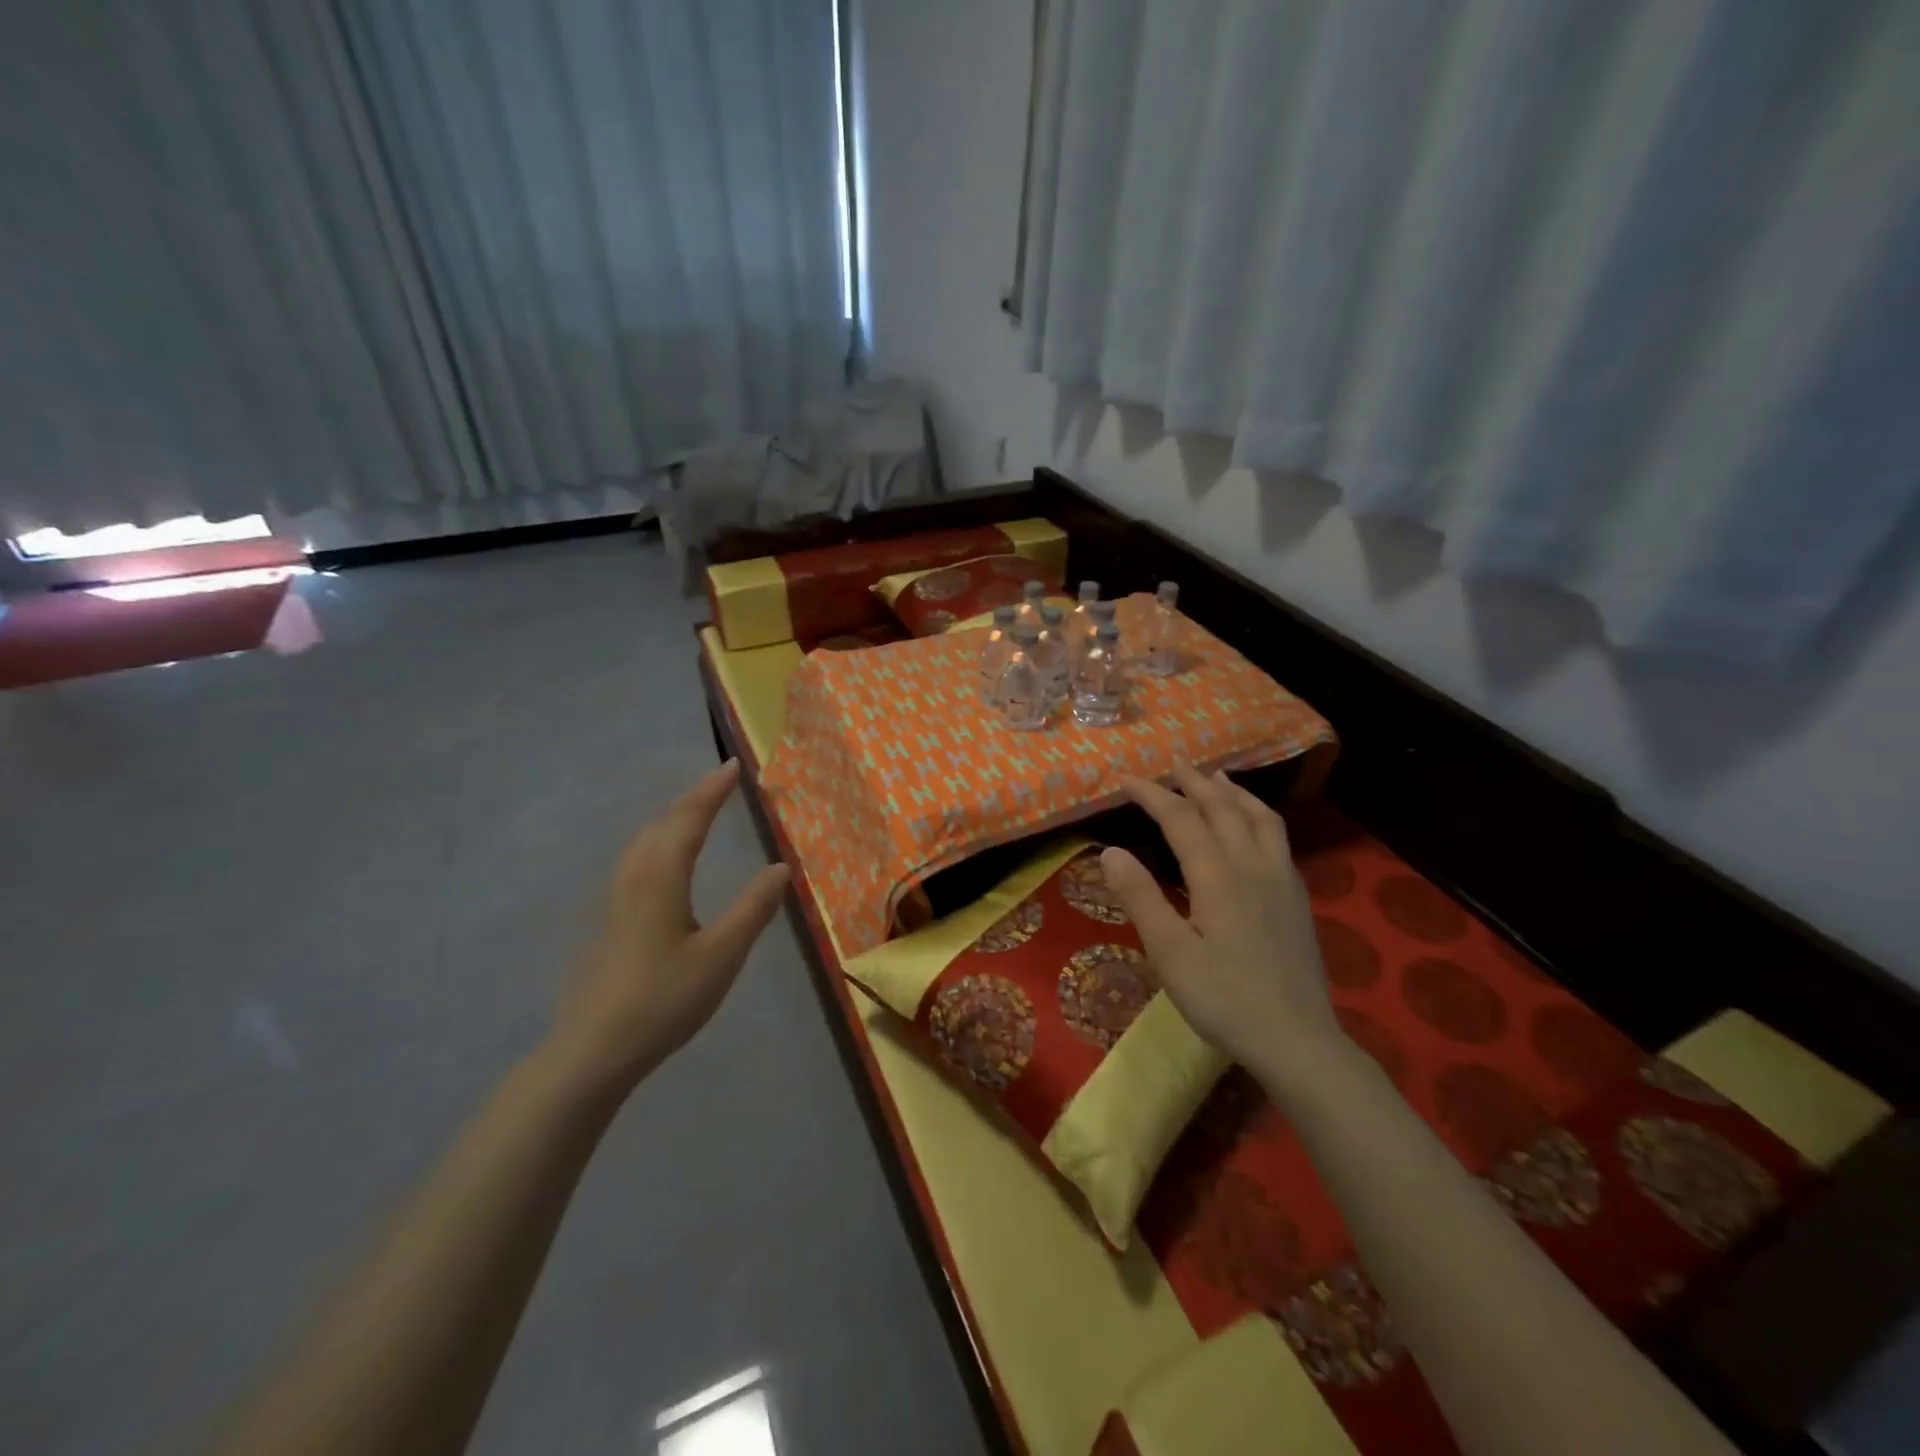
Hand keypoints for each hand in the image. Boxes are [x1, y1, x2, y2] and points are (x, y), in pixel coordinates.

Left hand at [548, 760, 790, 1092]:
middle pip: (661, 824)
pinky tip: (662, 862)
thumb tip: (781, 866)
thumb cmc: (664, 999)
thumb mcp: (722, 955)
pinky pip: (636, 861)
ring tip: (694, 812)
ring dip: (671, 819)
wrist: (593, 1051)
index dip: (711, 792)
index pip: (688, 820)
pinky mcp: (608, 921)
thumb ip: (753, 908)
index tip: (731, 766)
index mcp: (661, 878)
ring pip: (643, 842)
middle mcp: (634, 878)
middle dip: (691, 799)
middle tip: (718, 783)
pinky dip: (658, 841)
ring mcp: (615, 900)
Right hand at [1099, 762, 1340, 1084]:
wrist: (1297, 1039)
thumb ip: (1141, 897)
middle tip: (1173, 764)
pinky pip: (1278, 837)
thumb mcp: (1170, 953)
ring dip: (1234, 792)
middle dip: (1194, 782)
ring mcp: (1281, 879)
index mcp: (1217, 875)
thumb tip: (1111, 851)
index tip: (1125, 778)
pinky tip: (1255, 827)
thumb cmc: (1224, 999)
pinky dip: (1259, 815)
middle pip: (1222, 808)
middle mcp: (1252, 865)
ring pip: (1259, 817)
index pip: (1180, 818)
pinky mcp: (1296, 897)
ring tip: (1217, 778)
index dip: (1152, 794)